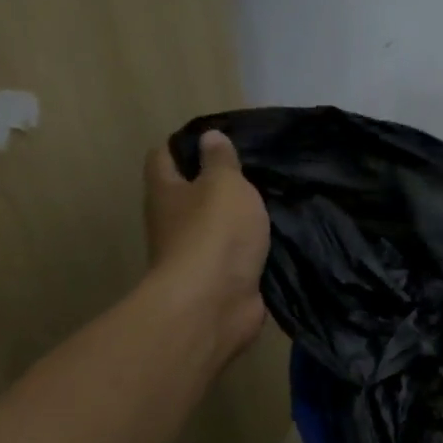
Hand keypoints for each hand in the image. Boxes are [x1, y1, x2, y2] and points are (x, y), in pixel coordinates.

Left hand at [144, 130, 269, 362]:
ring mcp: (195, 255)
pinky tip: (279, 237)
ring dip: (239, 219)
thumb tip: (209, 137)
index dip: (186, 145)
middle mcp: (173, 222)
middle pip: (190, 194)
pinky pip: (236, 256)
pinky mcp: (219, 281)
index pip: (163, 156)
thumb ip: (221, 161)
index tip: (219, 141)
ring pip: (217, 227)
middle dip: (218, 183)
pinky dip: (252, 248)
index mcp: (166, 192)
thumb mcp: (224, 184)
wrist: (215, 304)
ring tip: (274, 201)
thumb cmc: (215, 233)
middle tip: (256, 171)